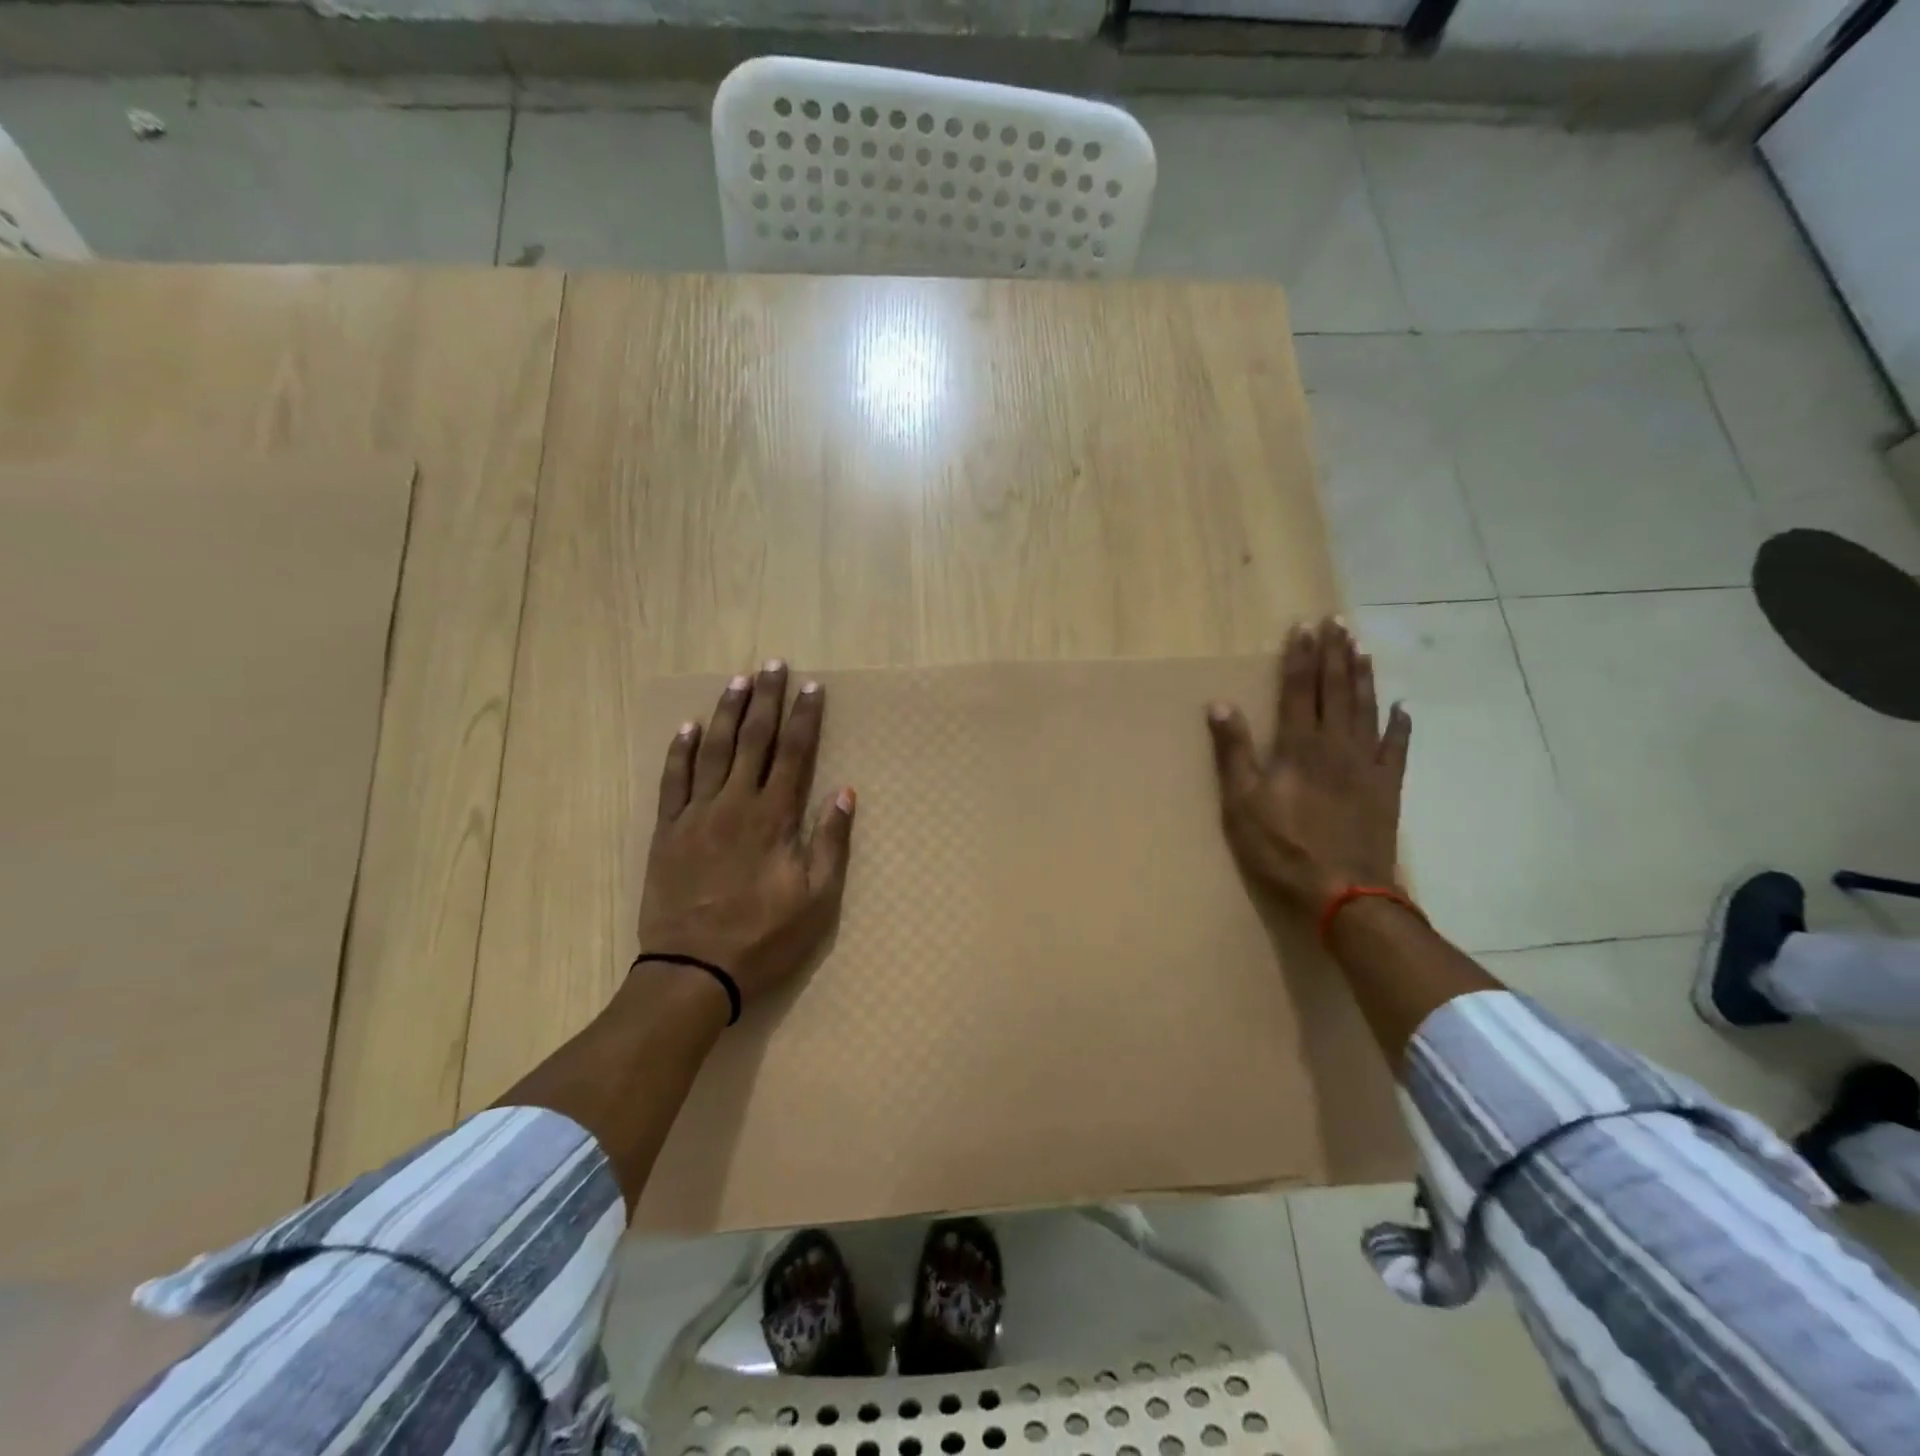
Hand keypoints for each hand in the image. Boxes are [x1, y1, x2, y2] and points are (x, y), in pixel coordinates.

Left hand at [637, 660, 854, 1009]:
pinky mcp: (667, 831)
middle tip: (772, 664)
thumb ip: (830, 842)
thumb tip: (845, 792)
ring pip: (712, 750)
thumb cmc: (763, 938)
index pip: (795, 754)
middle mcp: (735, 804)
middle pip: (753, 740)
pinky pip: (672, 781)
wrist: (693, 971)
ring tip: (737, 681)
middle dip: (766, 700)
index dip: (805, 718)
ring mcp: (696, 814)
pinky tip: (686, 728)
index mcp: (774, 818)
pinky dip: (679, 751)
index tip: (812, 686)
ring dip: (726, 712)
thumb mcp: (816, 900)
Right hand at [1206, 619, 1410, 912]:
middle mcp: (1336, 744)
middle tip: (1337, 622)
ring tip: (1362, 648)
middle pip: (1336, 690)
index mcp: (1299, 745)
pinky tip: (1402, 708)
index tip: (1303, 627)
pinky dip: (1401, 725)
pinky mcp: (1387, 788)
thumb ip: (1233, 752)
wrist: (1344, 891)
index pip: (1299, 689)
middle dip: (1334, 654)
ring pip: (1367, 709)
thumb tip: (1220, 704)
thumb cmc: (1283, 847)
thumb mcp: (1241, 802)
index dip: (1300, 657)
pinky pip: (1397, 748)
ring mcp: (1367, 765)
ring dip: (1364, 676)